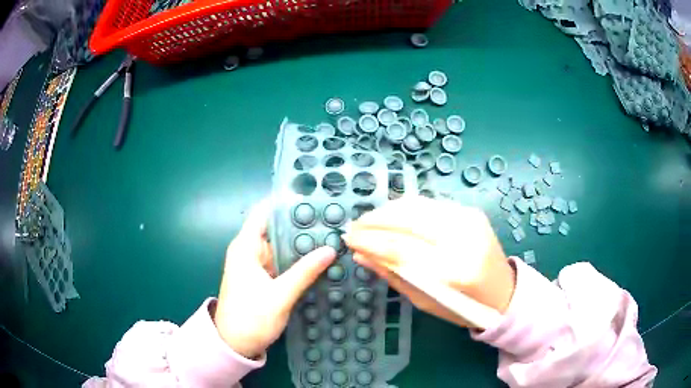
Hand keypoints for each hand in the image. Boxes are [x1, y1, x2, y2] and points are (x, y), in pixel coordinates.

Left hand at [213, 202, 335, 357]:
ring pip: (280, 246)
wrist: (235, 345)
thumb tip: (330, 249)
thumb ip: (304, 272)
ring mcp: (255, 265)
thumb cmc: (251, 318)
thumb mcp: (280, 296)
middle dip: (300, 224)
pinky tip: (317, 259)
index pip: (264, 213)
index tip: (311, 197)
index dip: (285, 203)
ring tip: (330, 235)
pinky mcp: (261, 278)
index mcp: (245, 247)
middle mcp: (249, 251)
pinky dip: (296, 260)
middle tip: (330, 219)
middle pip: (275, 229)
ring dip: (300, 243)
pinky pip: (281, 262)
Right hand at [343, 196, 514, 327]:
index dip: (371, 241)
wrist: (504, 290)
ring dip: (387, 211)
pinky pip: (428, 204)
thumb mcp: (426, 301)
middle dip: (375, 220)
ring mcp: (469, 218)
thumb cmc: (464, 307)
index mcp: (455, 269)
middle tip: (354, 228)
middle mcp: (464, 236)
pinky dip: (404, 209)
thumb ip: (393, 275)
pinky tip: (391, 217)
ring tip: (368, 222)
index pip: (402, 248)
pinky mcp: (469, 211)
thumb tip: (361, 255)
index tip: (348, 239)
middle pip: (408, 218)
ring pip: (416, 204)